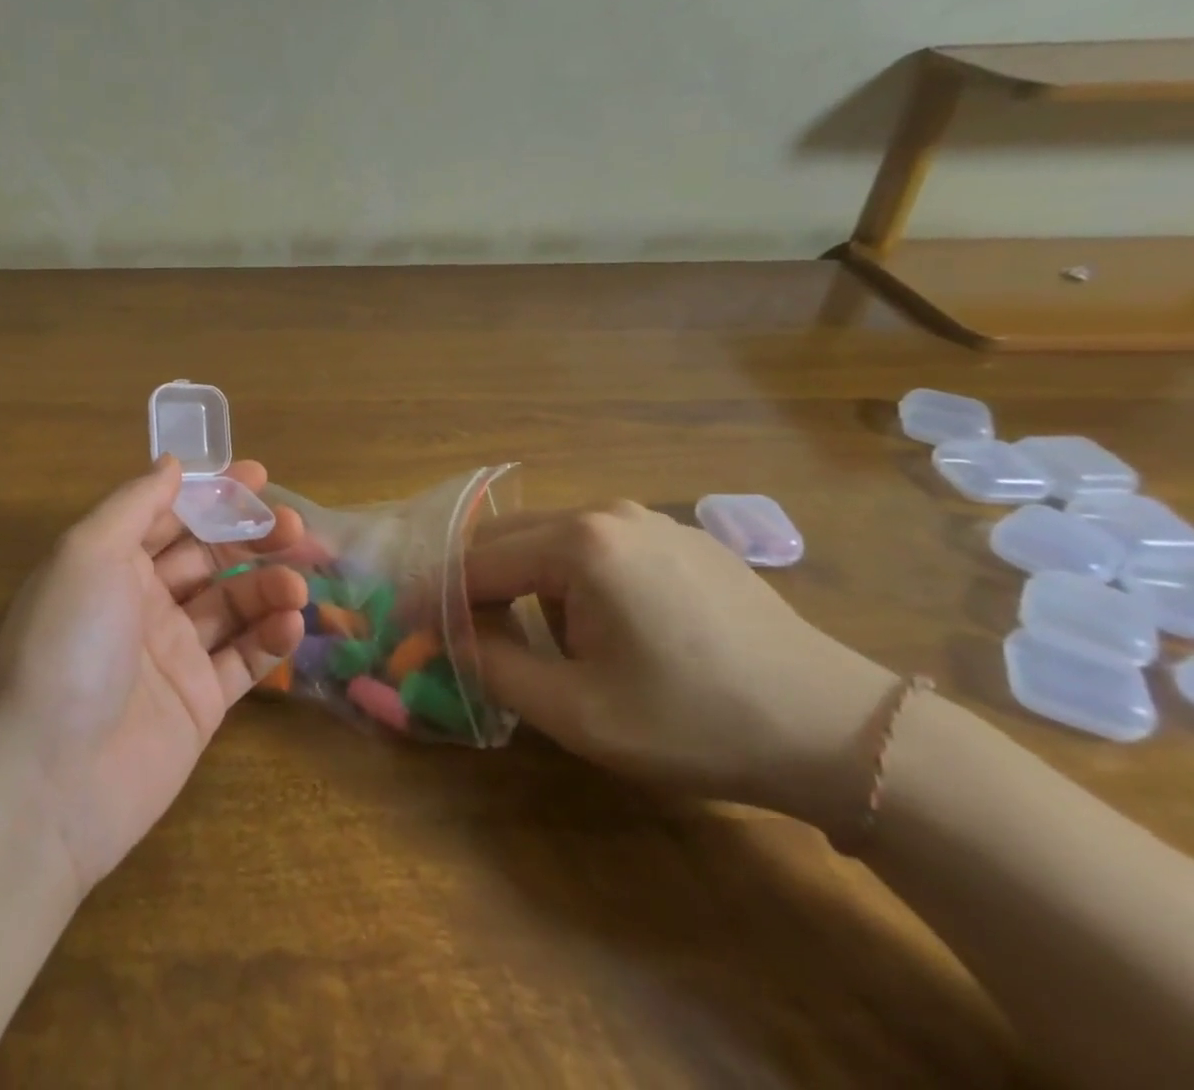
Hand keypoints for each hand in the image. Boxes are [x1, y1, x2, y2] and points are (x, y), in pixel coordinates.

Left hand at [0, 456, 307, 893]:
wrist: (46, 780)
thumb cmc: (67, 644)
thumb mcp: (89, 552)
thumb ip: (135, 503)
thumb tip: (173, 464)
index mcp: (112, 563)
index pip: (172, 514)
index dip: (214, 493)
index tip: (260, 477)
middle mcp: (143, 602)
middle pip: (210, 556)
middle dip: (252, 536)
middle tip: (295, 527)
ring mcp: (173, 654)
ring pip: (233, 605)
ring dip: (269, 586)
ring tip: (296, 585)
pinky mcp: (199, 703)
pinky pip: (243, 660)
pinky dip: (271, 639)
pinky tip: (292, 625)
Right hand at [469, 502, 896, 831]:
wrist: (837, 730)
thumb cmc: (696, 723)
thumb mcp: (578, 711)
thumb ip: (495, 667)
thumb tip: (446, 638)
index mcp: (580, 544)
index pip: (477, 562)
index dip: (436, 595)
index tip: (406, 622)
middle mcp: (608, 513)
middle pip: (508, 537)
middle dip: (473, 582)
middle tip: (456, 630)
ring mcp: (649, 519)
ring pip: (551, 539)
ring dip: (522, 581)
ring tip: (534, 639)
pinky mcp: (680, 538)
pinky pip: (597, 547)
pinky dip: (567, 577)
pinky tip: (597, 625)